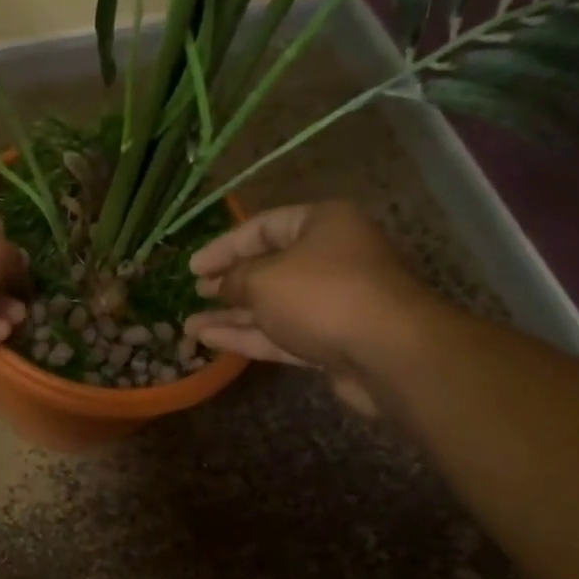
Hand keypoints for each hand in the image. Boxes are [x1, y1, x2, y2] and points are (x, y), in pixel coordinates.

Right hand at [183, 202, 430, 416]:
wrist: (388, 353)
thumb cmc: (322, 295)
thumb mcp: (264, 278)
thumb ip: (235, 278)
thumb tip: (222, 285)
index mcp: (322, 225)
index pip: (263, 227)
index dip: (224, 246)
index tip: (193, 268)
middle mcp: (331, 258)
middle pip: (270, 267)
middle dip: (229, 283)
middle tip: (197, 294)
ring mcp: (333, 303)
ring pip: (273, 306)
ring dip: (231, 316)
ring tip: (190, 326)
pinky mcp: (332, 341)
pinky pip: (282, 333)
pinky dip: (249, 336)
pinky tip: (212, 341)